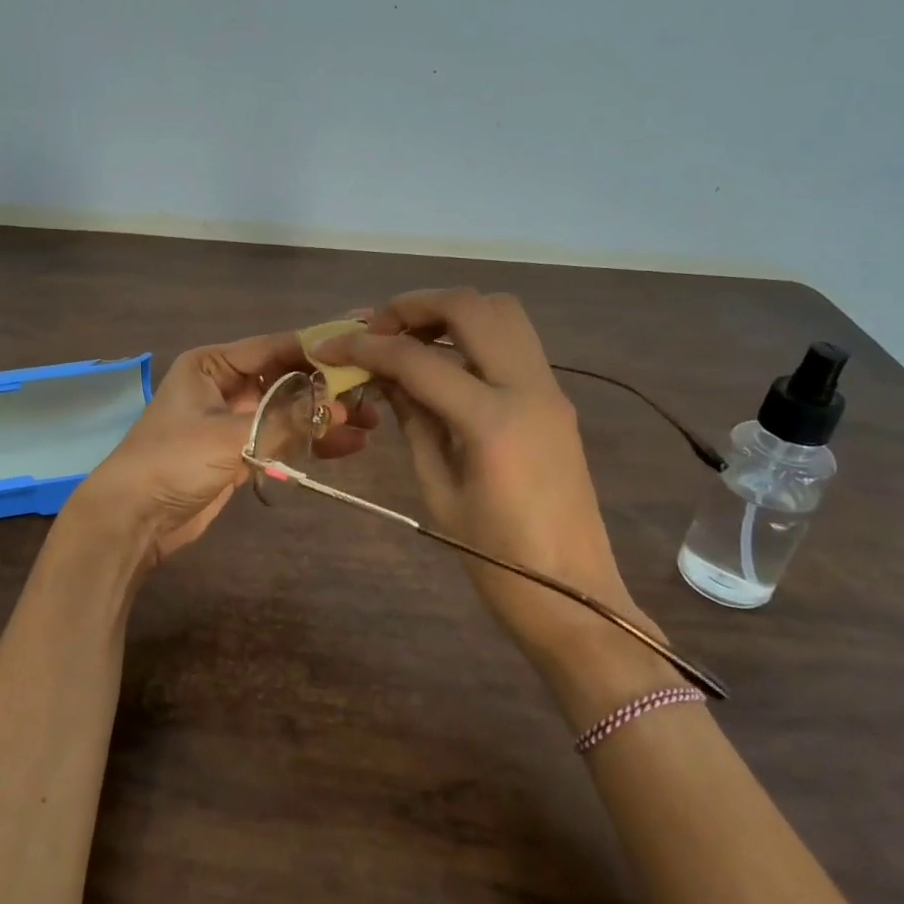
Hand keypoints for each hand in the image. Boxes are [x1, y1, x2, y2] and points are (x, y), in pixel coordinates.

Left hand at [72, 330, 377, 572]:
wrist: (132, 519)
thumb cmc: (172, 462)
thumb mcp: (229, 436)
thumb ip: (286, 419)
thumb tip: (343, 404)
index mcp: (213, 365)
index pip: (276, 347)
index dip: (320, 346)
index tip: (363, 343)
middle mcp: (225, 385)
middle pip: (287, 377)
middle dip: (328, 387)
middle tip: (374, 392)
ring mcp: (233, 419)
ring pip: (289, 409)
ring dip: (324, 417)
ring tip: (370, 424)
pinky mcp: (240, 451)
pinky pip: (282, 437)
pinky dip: (310, 441)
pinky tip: (347, 446)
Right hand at [314, 289, 649, 660]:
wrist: (575, 597)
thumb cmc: (497, 561)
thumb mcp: (438, 491)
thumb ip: (412, 422)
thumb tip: (384, 377)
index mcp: (492, 421)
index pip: (419, 360)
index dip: (367, 346)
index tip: (329, 346)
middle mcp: (528, 388)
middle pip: (471, 307)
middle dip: (414, 306)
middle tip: (376, 328)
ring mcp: (549, 389)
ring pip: (502, 312)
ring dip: (450, 312)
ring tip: (409, 337)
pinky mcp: (556, 399)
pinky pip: (514, 341)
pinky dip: (473, 333)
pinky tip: (443, 362)